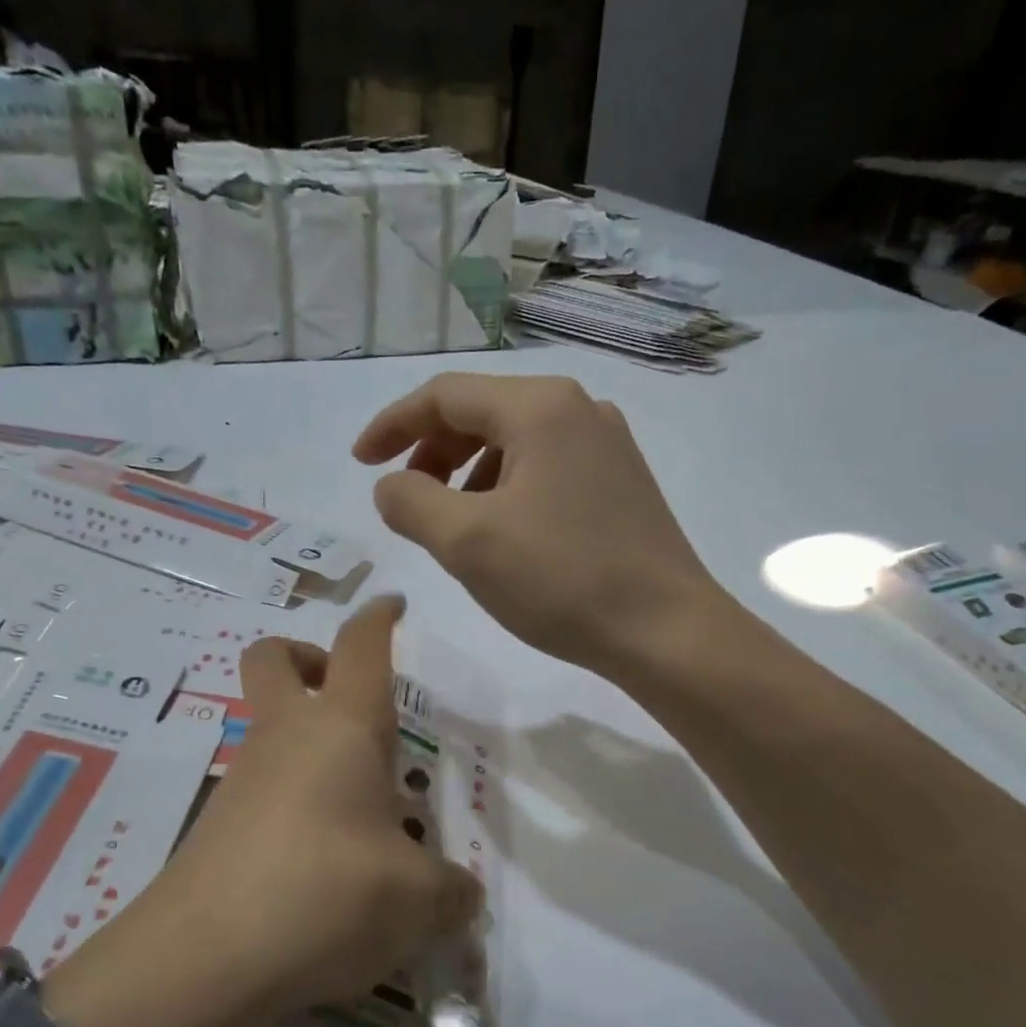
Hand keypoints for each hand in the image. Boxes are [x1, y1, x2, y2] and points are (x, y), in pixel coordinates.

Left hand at [137, 595, 482, 1017]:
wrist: (203, 959)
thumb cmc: (327, 894)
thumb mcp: (416, 900)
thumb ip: (450, 892)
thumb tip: (463, 898)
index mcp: (341, 727)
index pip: (361, 646)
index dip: (378, 618)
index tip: (393, 606)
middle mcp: (287, 736)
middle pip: (275, 659)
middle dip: (307, 657)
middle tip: (348, 698)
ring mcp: (243, 778)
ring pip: (267, 728)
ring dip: (306, 744)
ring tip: (359, 813)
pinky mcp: (217, 825)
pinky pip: (260, 790)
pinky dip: (292, 802)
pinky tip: (322, 863)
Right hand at [355, 372, 720, 678]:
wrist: (666, 631)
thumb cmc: (562, 580)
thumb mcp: (466, 541)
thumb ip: (410, 502)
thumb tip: (392, 486)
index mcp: (540, 407)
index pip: (444, 395)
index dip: (393, 425)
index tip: (360, 463)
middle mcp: (578, 409)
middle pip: (481, 412)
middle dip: (431, 451)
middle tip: (406, 500)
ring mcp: (606, 444)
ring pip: (513, 443)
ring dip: (467, 474)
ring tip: (451, 524)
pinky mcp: (620, 481)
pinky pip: (544, 468)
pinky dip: (504, 489)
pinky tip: (501, 533)